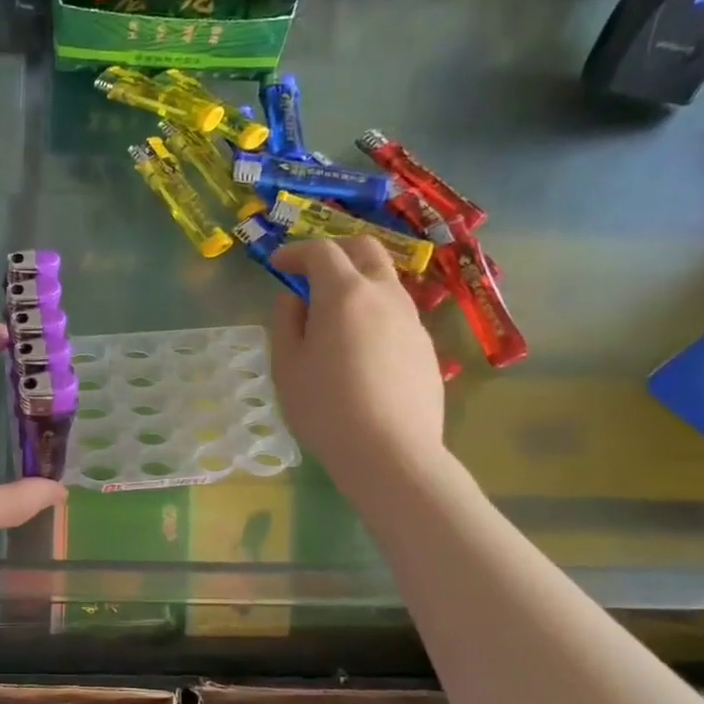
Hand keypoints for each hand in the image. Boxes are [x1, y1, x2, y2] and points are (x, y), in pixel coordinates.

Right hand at [270, 236, 446, 480]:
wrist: (390, 452)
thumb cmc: (325, 407)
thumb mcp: (287, 366)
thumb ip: (286, 322)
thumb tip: (294, 299)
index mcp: (345, 294)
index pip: (321, 251)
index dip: (296, 252)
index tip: (277, 265)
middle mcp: (384, 295)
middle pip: (366, 250)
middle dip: (336, 251)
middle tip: (311, 273)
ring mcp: (411, 320)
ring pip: (386, 281)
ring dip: (358, 282)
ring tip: (334, 314)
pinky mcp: (425, 347)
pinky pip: (396, 314)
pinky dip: (374, 313)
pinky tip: (359, 348)